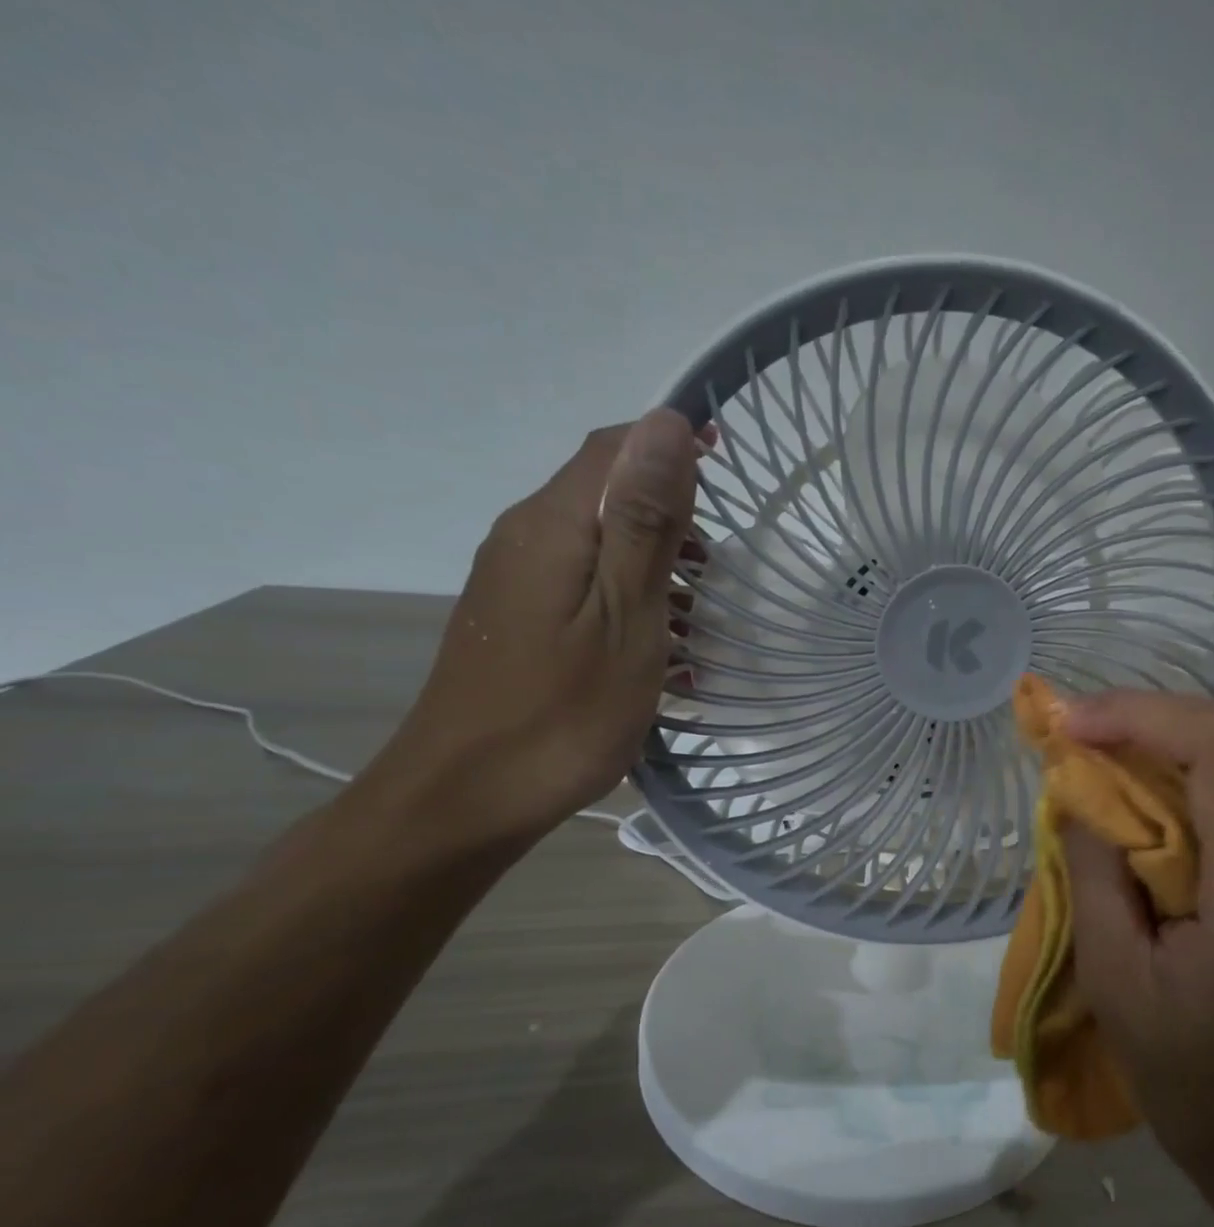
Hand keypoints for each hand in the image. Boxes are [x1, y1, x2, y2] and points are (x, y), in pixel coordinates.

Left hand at [370, 410, 705, 846]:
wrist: (467, 798)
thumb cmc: (562, 711)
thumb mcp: (625, 615)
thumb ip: (647, 521)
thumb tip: (666, 423)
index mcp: (554, 526)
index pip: (613, 448)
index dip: (670, 441)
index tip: (729, 461)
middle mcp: (525, 538)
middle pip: (606, 493)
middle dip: (672, 512)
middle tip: (720, 566)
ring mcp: (516, 583)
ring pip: (598, 544)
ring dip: (657, 563)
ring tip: (701, 614)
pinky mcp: (518, 622)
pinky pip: (584, 587)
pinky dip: (632, 600)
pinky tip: (661, 649)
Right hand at [1059, 693, 1213, 1184]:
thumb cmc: (1191, 1080)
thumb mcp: (1114, 980)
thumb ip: (1094, 869)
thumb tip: (1079, 786)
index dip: (1143, 715)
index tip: (1074, 725)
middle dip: (1152, 721)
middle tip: (1081, 735)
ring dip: (1172, 746)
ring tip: (1106, 761)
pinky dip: (1198, 780)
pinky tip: (1154, 802)